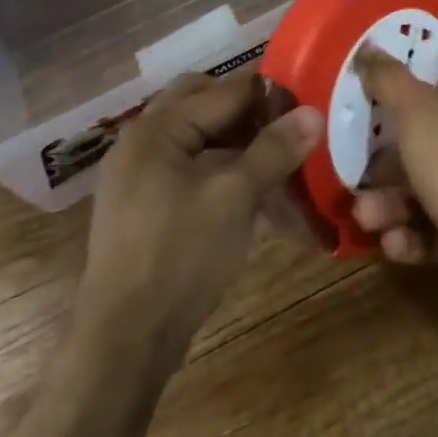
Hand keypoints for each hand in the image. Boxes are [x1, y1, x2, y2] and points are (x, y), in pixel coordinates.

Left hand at [77, 70, 323, 354]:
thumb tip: (314, 113)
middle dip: (250, 113)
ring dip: (238, 143)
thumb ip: (275, 149)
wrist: (123, 347)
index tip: (310, 106)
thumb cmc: (180, 257)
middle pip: (206, 105)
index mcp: (157, 129)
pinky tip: (252, 194)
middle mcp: (142, 143)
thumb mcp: (236, 197)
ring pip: (199, 138)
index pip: (226, 90)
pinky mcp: (144, 209)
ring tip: (278, 161)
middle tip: (288, 129)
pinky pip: (189, 169)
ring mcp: (138, 177)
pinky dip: (221, 170)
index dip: (271, 95)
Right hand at [350, 50, 437, 315]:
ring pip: (425, 190)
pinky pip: (433, 231)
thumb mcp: (418, 112)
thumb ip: (389, 81)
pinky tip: (393, 243)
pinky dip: (410, 236)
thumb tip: (367, 47)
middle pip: (427, 145)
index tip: (371, 112)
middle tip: (356, 176)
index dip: (407, 99)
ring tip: (367, 217)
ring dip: (390, 205)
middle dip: (387, 165)